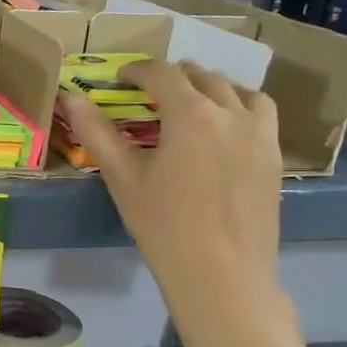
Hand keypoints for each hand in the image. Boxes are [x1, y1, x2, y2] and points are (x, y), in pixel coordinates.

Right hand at [63, 60, 282, 310]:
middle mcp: (231, 114)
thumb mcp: (123, 178)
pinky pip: (261, 112)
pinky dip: (240, 104)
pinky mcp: (274, 156)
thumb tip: (72, 98)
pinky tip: (225, 126)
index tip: (119, 79)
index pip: (162, 74)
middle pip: (201, 76)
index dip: (137, 71)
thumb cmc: (164, 227)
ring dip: (209, 86)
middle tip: (148, 92)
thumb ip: (97, 133)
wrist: (222, 275)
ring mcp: (260, 134)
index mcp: (191, 116)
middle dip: (172, 77)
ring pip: (237, 89)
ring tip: (190, 101)